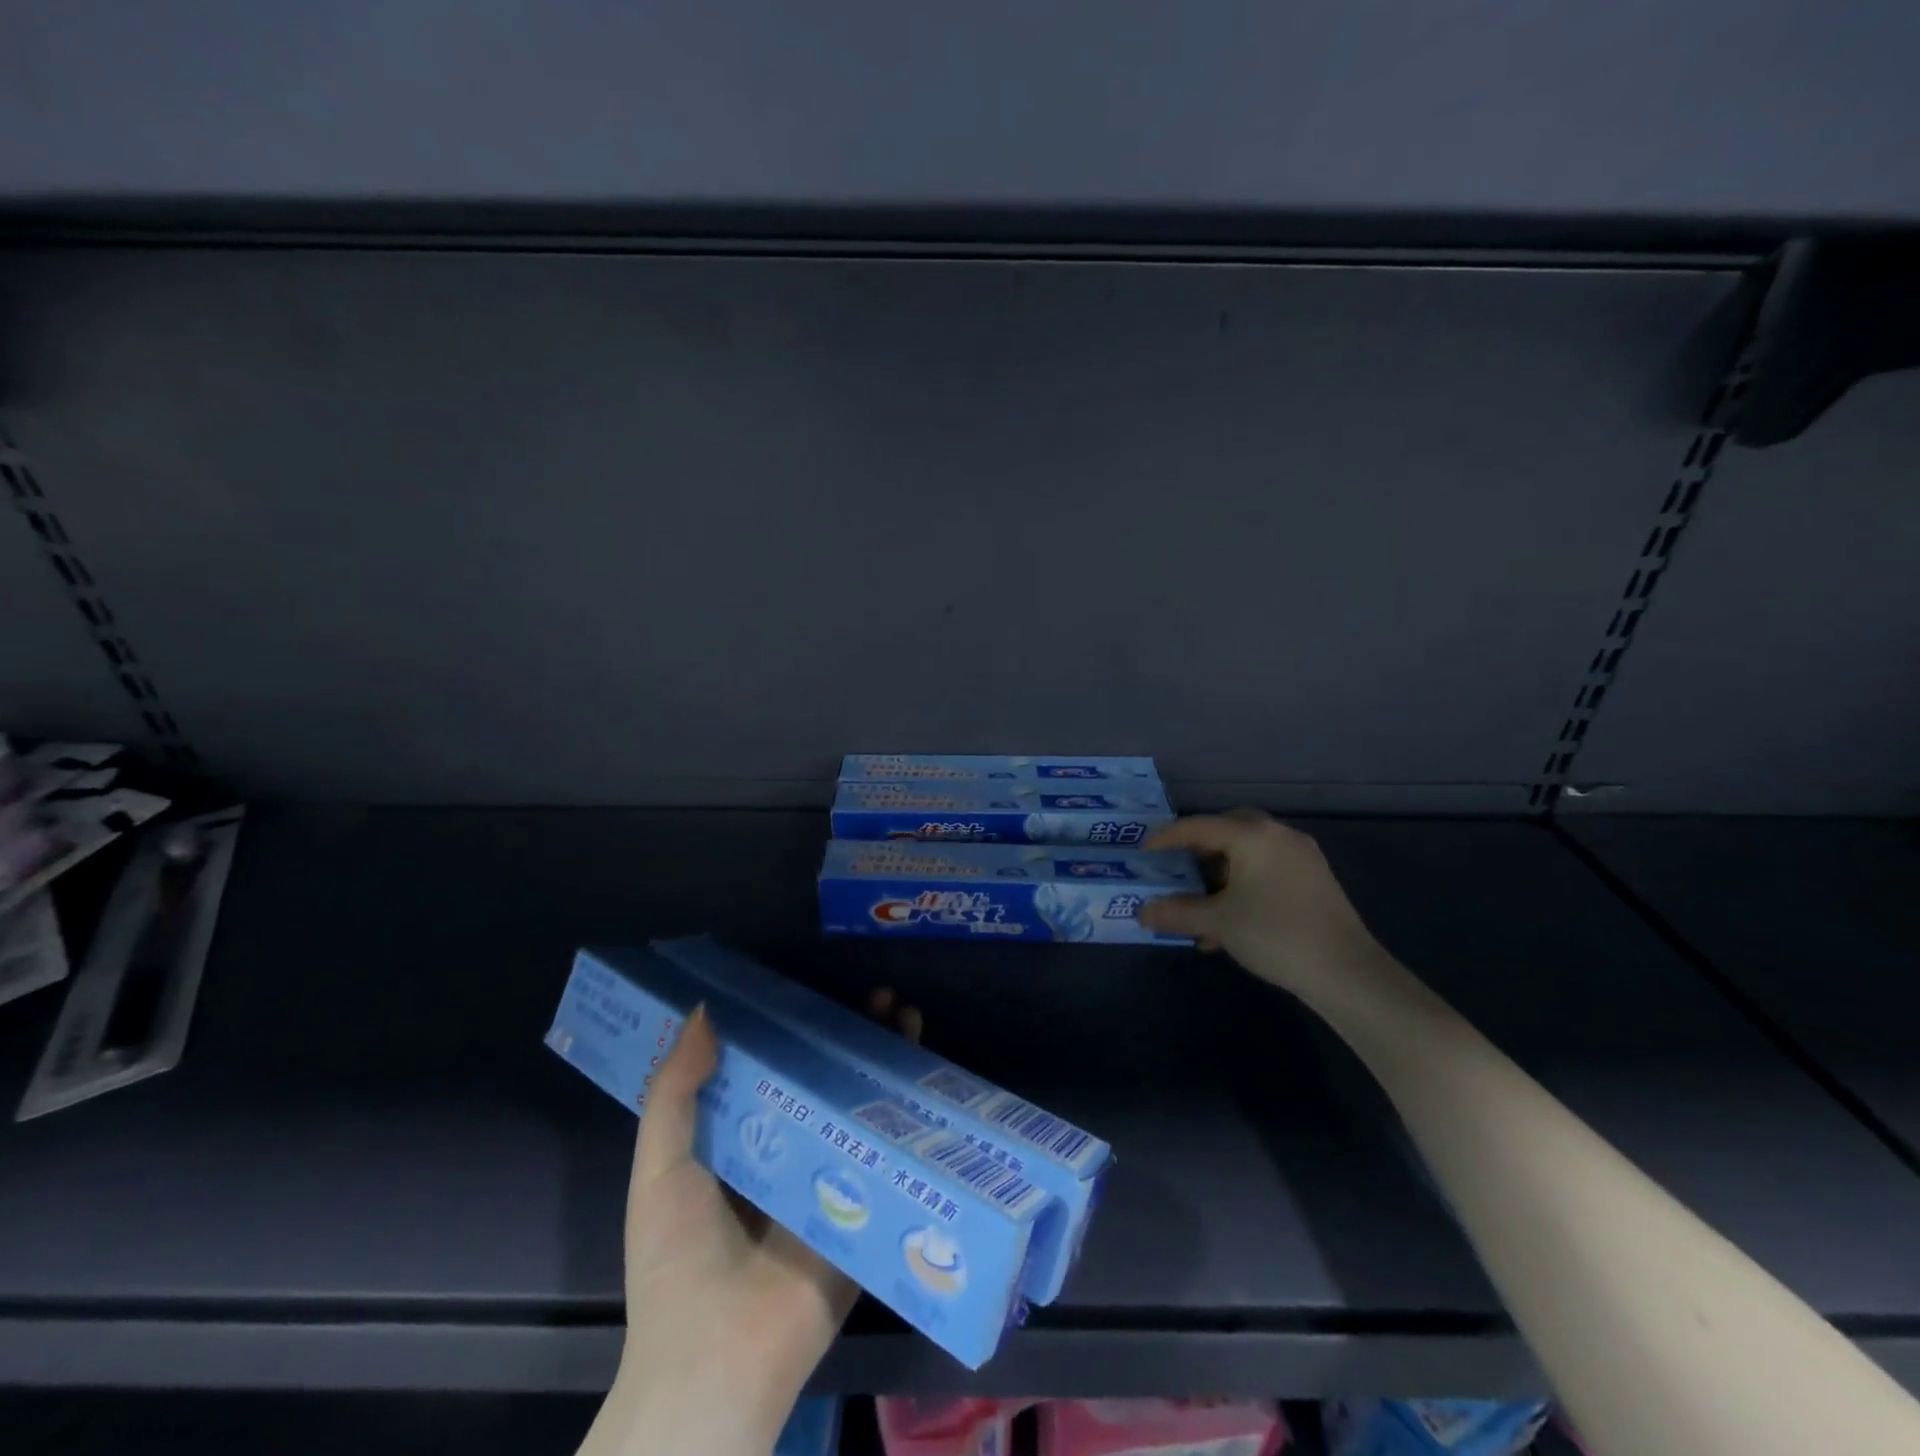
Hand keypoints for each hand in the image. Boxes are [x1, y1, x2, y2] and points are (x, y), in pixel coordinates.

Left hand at [585, 992, 919, 1455]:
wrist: (716, 1361)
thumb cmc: (678, 1259)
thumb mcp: (661, 1168)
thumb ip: (674, 1092)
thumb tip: (704, 1010)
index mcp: (742, 1142)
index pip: (777, 1069)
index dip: (800, 1028)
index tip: (821, 991)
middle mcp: (791, 1154)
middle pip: (829, 1082)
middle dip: (855, 1039)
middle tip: (882, 998)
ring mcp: (833, 1183)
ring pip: (864, 1110)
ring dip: (887, 1065)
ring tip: (908, 1019)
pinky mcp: (865, 1213)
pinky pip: (886, 1159)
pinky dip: (908, 1120)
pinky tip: (928, 1080)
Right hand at [1138, 809, 1398, 1008]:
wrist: (1347, 972)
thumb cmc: (1275, 935)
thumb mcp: (1218, 923)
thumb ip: (1177, 912)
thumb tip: (1142, 912)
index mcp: (1253, 836)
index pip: (1198, 826)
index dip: (1166, 838)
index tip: (1144, 852)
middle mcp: (1278, 836)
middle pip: (1227, 830)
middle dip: (1198, 848)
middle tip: (1176, 866)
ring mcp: (1301, 857)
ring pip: (1248, 852)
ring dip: (1221, 871)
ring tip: (1200, 902)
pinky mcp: (1314, 880)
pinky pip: (1267, 869)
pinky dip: (1243, 883)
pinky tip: (1230, 919)